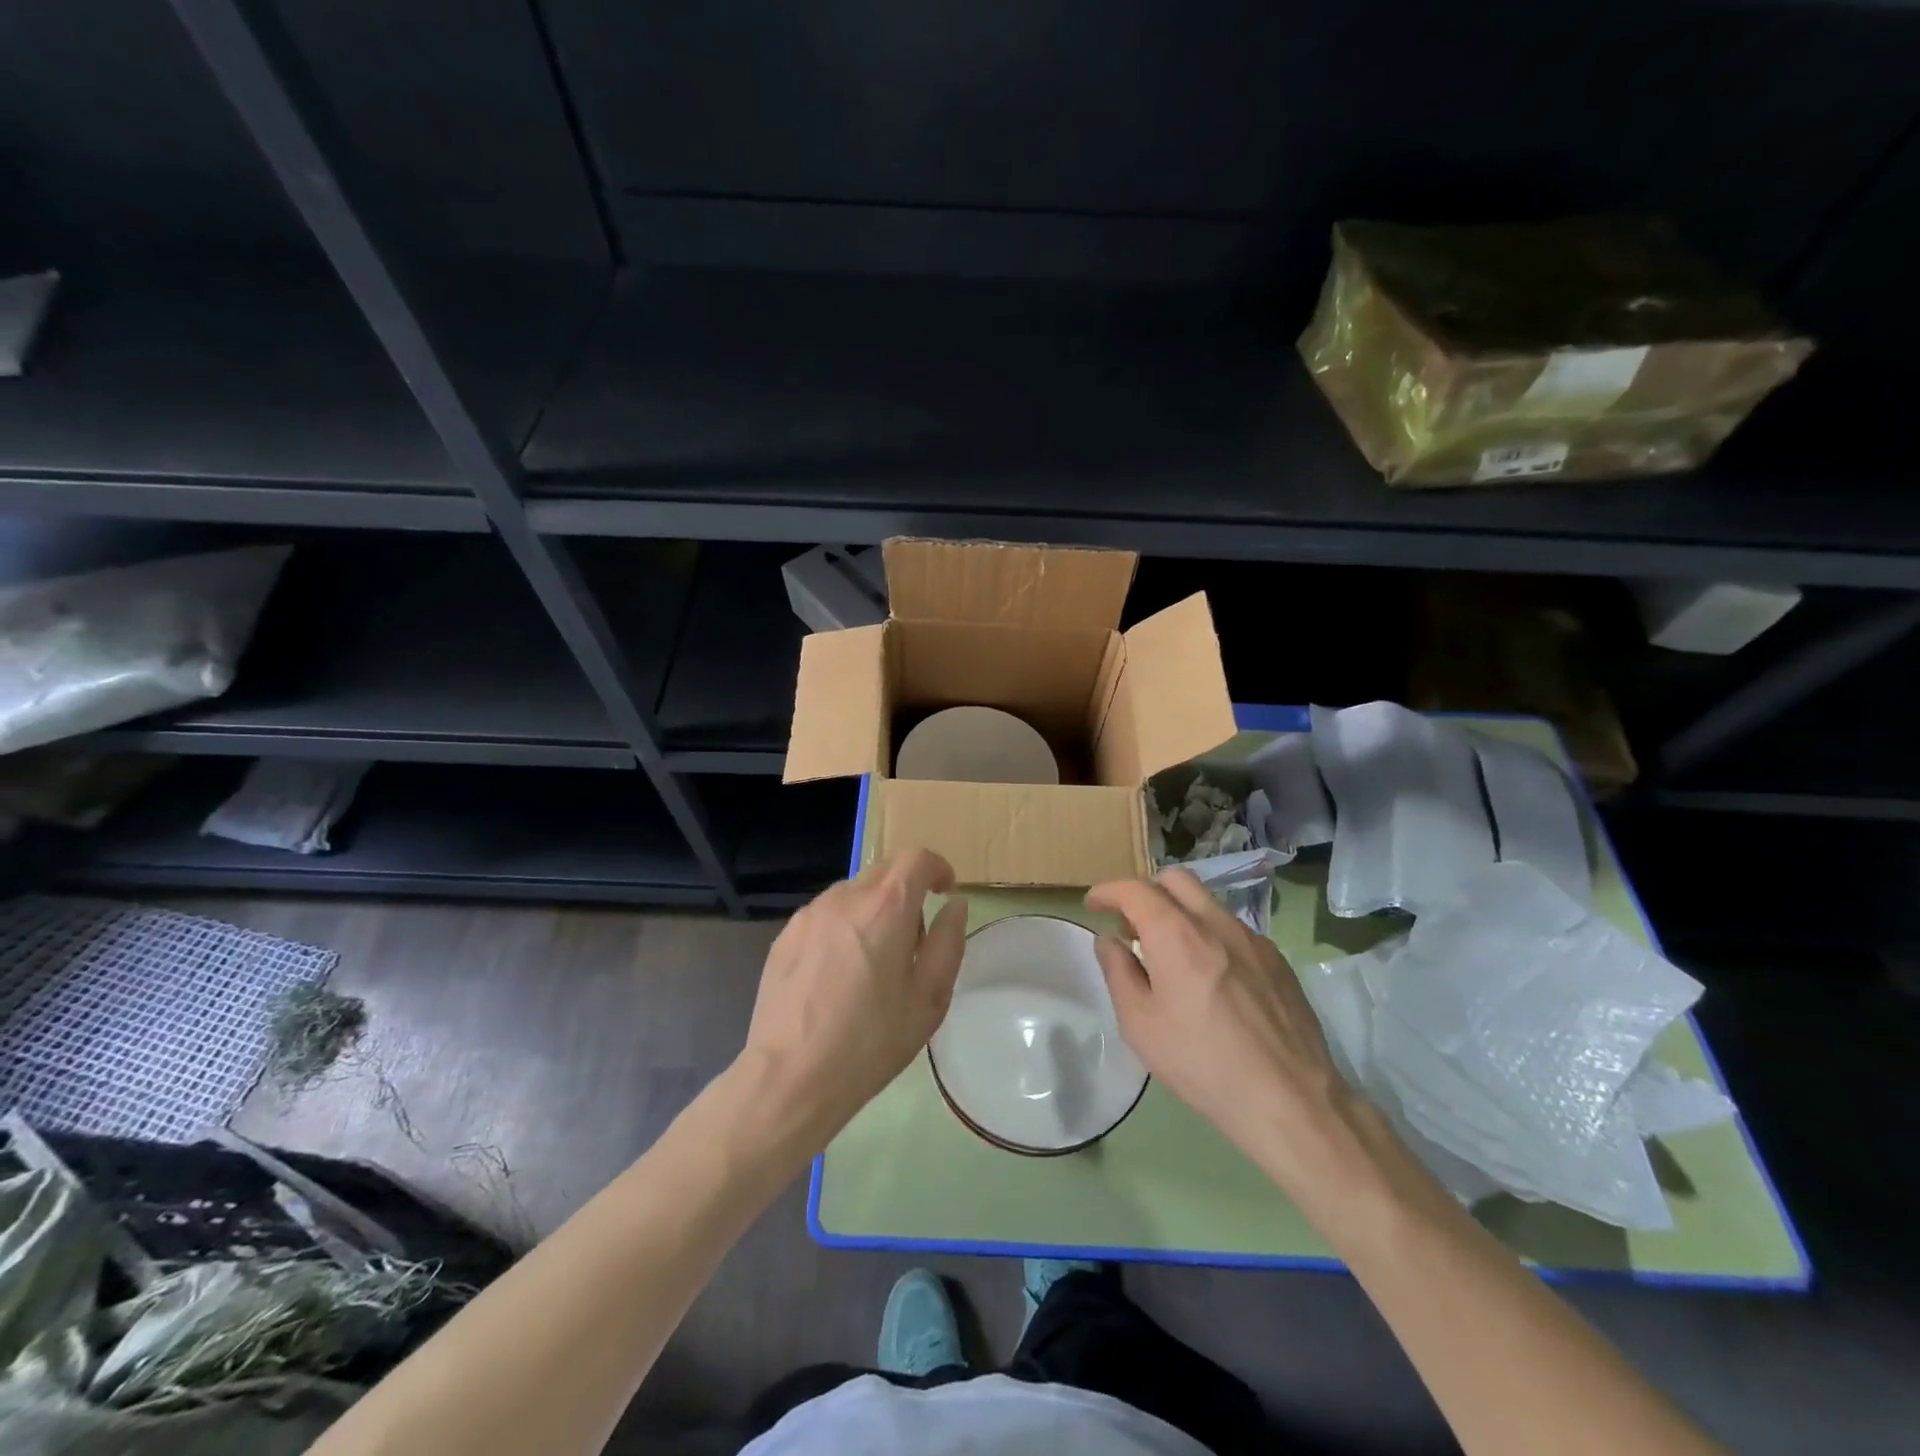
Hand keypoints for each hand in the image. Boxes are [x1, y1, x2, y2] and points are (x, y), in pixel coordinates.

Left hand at [742, 850, 968, 1142]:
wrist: (790, 1076)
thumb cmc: (871, 1040)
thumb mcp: (929, 998)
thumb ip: (948, 942)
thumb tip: (954, 905)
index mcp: (886, 907)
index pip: (916, 858)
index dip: (937, 868)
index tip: (944, 892)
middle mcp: (845, 897)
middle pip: (884, 871)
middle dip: (906, 892)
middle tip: (913, 940)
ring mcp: (810, 914)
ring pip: (852, 893)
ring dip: (872, 910)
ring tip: (872, 962)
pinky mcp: (785, 936)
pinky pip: (825, 916)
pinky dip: (842, 928)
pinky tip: (837, 975)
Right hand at [1086, 870, 1361, 1197]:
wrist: (1289, 1098)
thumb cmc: (1202, 1062)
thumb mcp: (1140, 1024)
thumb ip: (1118, 972)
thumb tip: (1110, 941)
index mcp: (1176, 934)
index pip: (1135, 890)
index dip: (1108, 891)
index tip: (1093, 904)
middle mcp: (1215, 923)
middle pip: (1175, 880)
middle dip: (1146, 892)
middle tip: (1133, 927)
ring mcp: (1252, 938)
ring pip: (1207, 903)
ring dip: (1179, 913)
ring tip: (1170, 955)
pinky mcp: (1277, 960)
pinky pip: (1233, 930)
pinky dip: (1209, 936)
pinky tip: (1211, 978)